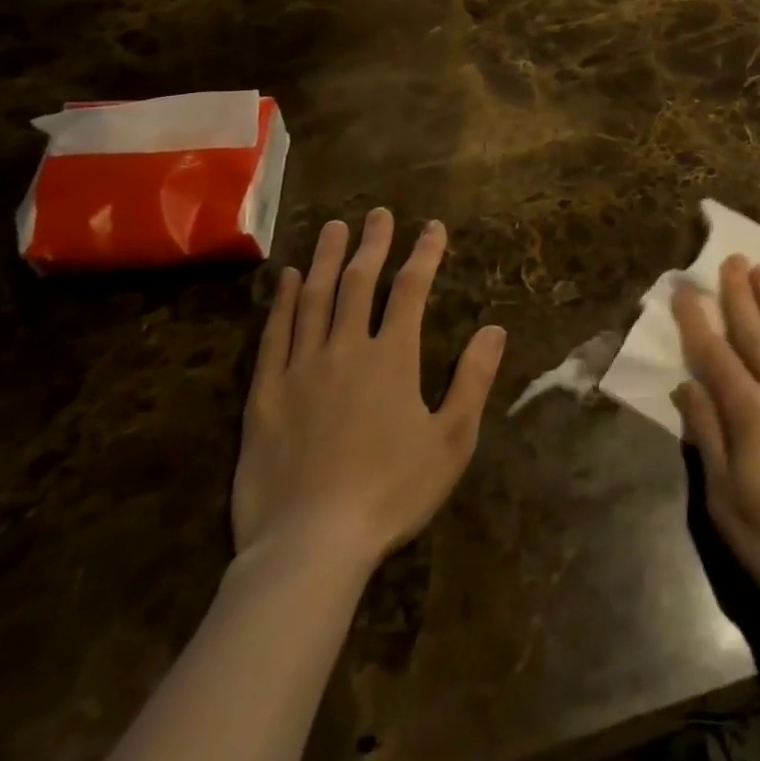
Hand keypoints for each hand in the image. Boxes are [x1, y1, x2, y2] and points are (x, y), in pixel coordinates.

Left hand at [233, 210, 506, 586]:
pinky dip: (280, 302)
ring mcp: (301, 369)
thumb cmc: (391, 493)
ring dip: (325, 259)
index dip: (424, 254)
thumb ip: (473, 380)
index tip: (432, 227)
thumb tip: (495, 329)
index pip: (410, 290)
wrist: (310, 547)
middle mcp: (345, 349)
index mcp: (392, 358)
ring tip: (333, 227)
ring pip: (313, 298)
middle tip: (379, 213)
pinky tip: (284, 279)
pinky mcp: (265, 395)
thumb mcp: (451, 440)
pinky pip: (273, 335)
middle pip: (358, 282)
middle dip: (372, 244)